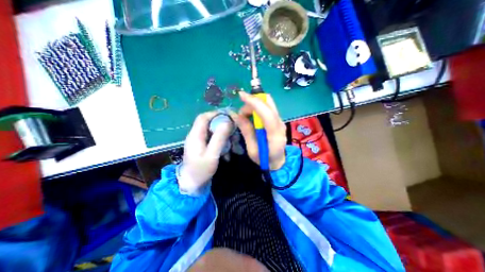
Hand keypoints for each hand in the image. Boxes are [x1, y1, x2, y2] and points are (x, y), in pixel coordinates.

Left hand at [177, 112, 232, 193]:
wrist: (191, 184)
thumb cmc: (201, 170)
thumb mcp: (212, 155)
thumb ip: (219, 138)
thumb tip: (228, 122)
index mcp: (195, 135)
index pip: (204, 117)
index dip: (216, 114)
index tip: (230, 117)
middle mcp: (196, 135)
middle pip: (210, 123)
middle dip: (223, 125)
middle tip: (235, 131)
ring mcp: (199, 141)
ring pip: (213, 131)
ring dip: (224, 135)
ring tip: (234, 143)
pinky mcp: (203, 146)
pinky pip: (214, 139)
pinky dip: (222, 143)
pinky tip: (228, 152)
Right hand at [236, 92, 284, 170]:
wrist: (278, 162)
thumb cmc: (264, 159)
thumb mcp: (252, 150)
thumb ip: (246, 131)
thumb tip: (237, 115)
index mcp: (275, 134)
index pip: (266, 113)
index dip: (254, 102)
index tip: (241, 95)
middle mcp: (280, 124)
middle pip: (269, 102)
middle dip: (253, 101)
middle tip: (242, 113)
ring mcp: (280, 120)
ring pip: (268, 103)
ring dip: (254, 105)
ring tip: (246, 117)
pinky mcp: (278, 120)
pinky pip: (267, 108)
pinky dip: (258, 108)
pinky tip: (252, 117)